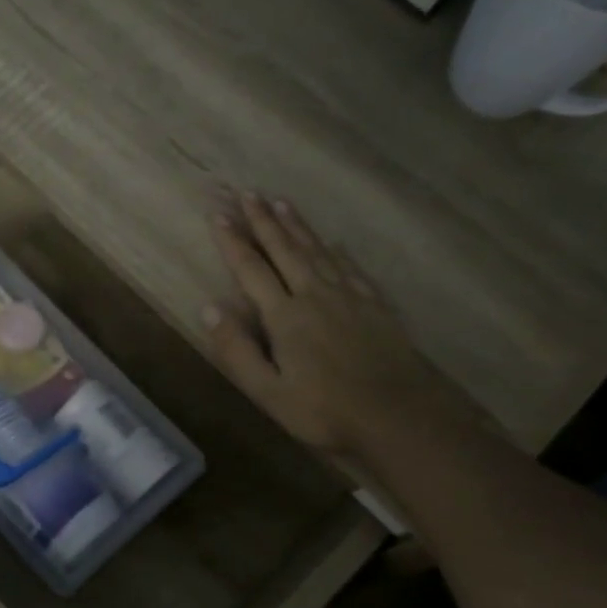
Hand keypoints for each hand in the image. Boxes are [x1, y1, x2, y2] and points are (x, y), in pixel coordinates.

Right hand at [204, 193, 463, 455]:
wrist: (397, 415)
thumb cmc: (324, 409)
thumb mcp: (267, 392)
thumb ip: (237, 350)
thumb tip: (209, 307)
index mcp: (285, 316)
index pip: (252, 269)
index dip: (233, 241)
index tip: (218, 214)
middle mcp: (314, 295)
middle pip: (284, 249)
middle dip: (263, 220)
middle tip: (248, 192)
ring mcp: (348, 296)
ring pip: (317, 250)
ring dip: (296, 225)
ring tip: (280, 202)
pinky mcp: (374, 304)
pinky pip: (349, 266)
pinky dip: (334, 249)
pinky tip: (330, 241)